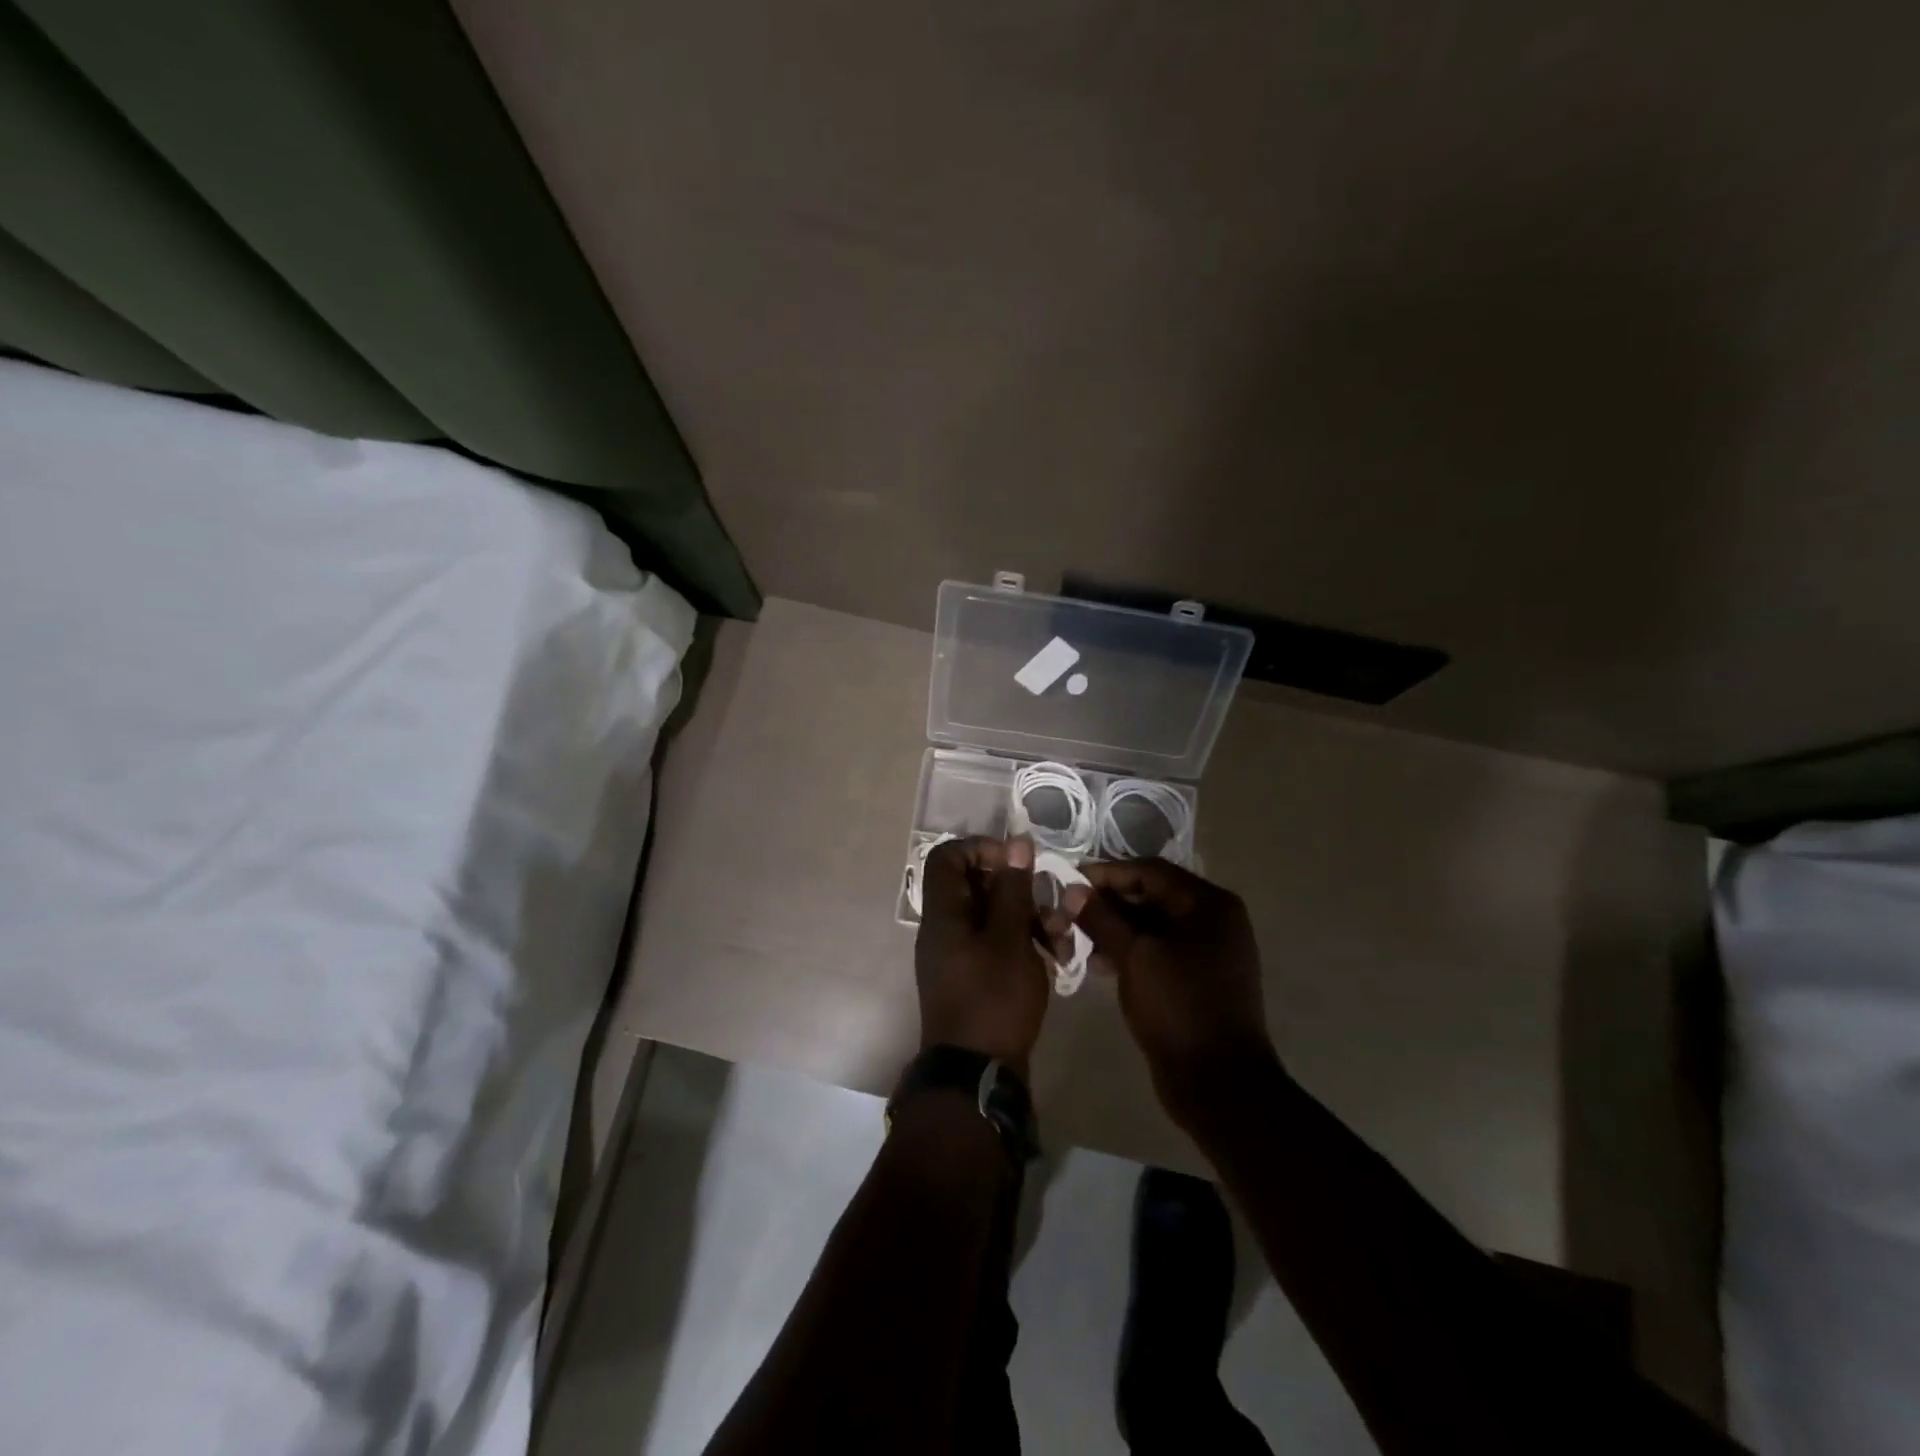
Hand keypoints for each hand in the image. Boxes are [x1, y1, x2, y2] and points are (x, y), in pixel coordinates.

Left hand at [914, 836, 1050, 1075]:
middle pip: (977, 886)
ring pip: (993, 916)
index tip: (1017, 861)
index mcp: (944, 913)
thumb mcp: (1010, 939)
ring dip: (1029, 918)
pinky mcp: (975, 977)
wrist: (977, 1074)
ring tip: (1061, 936)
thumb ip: (1013, 889)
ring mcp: (959, 954)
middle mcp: (945, 928)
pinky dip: (1023, 943)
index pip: (948, 857)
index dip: (982, 848)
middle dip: (1019, 890)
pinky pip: (996, 944)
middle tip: (1051, 903)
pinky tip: (1057, 958)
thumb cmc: (993, 999)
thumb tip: (1016, 842)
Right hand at [1066, 858, 1277, 1129]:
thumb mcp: (1135, 957)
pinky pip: (1160, 951)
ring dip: (1115, 929)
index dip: (1107, 874)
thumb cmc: (1178, 1009)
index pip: (1150, 872)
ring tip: (1076, 938)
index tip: (1069, 882)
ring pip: (1153, 925)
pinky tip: (1099, 963)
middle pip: (1152, 896)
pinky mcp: (1199, 978)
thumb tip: (1073, 890)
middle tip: (1068, 911)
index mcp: (1209, 904)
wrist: (1219, 1084)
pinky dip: (1131, 951)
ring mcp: (1209, 951)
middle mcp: (1215, 920)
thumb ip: (1102, 918)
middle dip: (1109, 903)